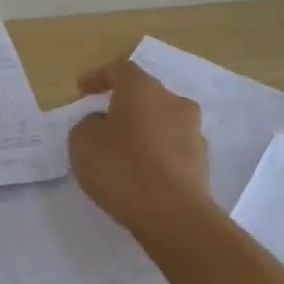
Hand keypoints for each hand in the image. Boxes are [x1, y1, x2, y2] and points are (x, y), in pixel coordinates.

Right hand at [67, 60, 210, 234]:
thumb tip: (102, 123)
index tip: (82, 90)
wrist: (171, 213)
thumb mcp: (82, 142)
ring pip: (161, 121)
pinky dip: (154, 153)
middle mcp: (174, 103)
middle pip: (145, 95)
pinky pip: (171, 147)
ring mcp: (193, 132)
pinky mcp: (201, 161)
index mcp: (143, 90)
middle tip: (101, 122)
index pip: (120, 69)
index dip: (98, 76)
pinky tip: (139, 172)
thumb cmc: (121, 168)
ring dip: (141, 130)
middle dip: (122, 105)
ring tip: (120, 151)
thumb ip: (87, 125)